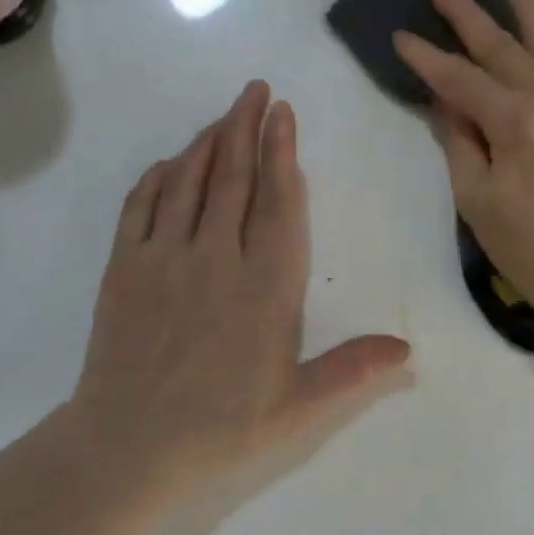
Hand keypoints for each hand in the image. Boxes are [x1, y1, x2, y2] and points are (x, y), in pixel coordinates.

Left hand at [67, 81, 410, 494]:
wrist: (128, 444)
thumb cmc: (222, 425)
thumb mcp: (298, 407)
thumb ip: (353, 370)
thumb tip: (409, 349)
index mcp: (266, 286)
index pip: (279, 204)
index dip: (282, 154)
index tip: (283, 115)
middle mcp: (217, 258)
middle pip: (234, 178)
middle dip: (246, 127)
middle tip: (256, 90)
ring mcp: (165, 258)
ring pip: (188, 182)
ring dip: (207, 143)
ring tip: (224, 115)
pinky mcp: (124, 268)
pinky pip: (141, 206)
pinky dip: (158, 177)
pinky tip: (169, 163)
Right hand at [393, 0, 533, 316]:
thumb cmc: (526, 243)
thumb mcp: (476, 198)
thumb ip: (459, 141)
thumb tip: (444, 101)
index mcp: (514, 122)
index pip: (459, 78)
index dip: (426, 58)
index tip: (400, 37)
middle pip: (501, 45)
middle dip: (466, 13)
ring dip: (523, 3)